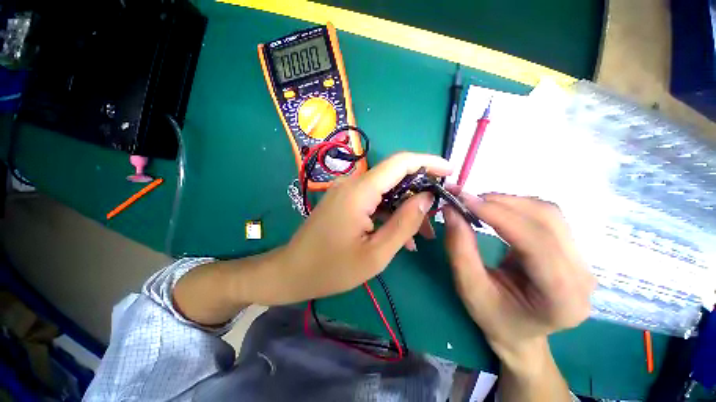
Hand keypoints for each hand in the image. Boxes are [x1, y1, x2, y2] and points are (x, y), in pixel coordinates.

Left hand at [247, 152, 451, 304]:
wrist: (292, 271)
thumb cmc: (332, 268)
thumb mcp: (376, 253)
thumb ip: (403, 223)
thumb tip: (425, 198)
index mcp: (359, 191)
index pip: (400, 163)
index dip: (427, 162)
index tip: (450, 171)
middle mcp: (352, 183)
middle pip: (394, 177)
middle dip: (419, 194)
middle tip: (436, 218)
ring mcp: (346, 191)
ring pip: (385, 191)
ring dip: (405, 208)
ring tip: (422, 234)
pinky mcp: (344, 201)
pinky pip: (373, 200)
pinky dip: (389, 213)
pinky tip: (400, 235)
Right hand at [443, 193, 595, 367]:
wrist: (520, 332)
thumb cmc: (494, 317)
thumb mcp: (469, 288)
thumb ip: (459, 249)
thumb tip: (451, 210)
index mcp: (562, 298)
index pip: (536, 242)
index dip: (499, 215)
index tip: (464, 200)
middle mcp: (582, 275)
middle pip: (547, 220)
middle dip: (502, 204)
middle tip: (466, 201)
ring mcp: (581, 260)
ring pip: (548, 213)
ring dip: (508, 202)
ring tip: (478, 205)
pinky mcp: (571, 250)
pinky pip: (546, 217)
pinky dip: (516, 207)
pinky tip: (495, 211)